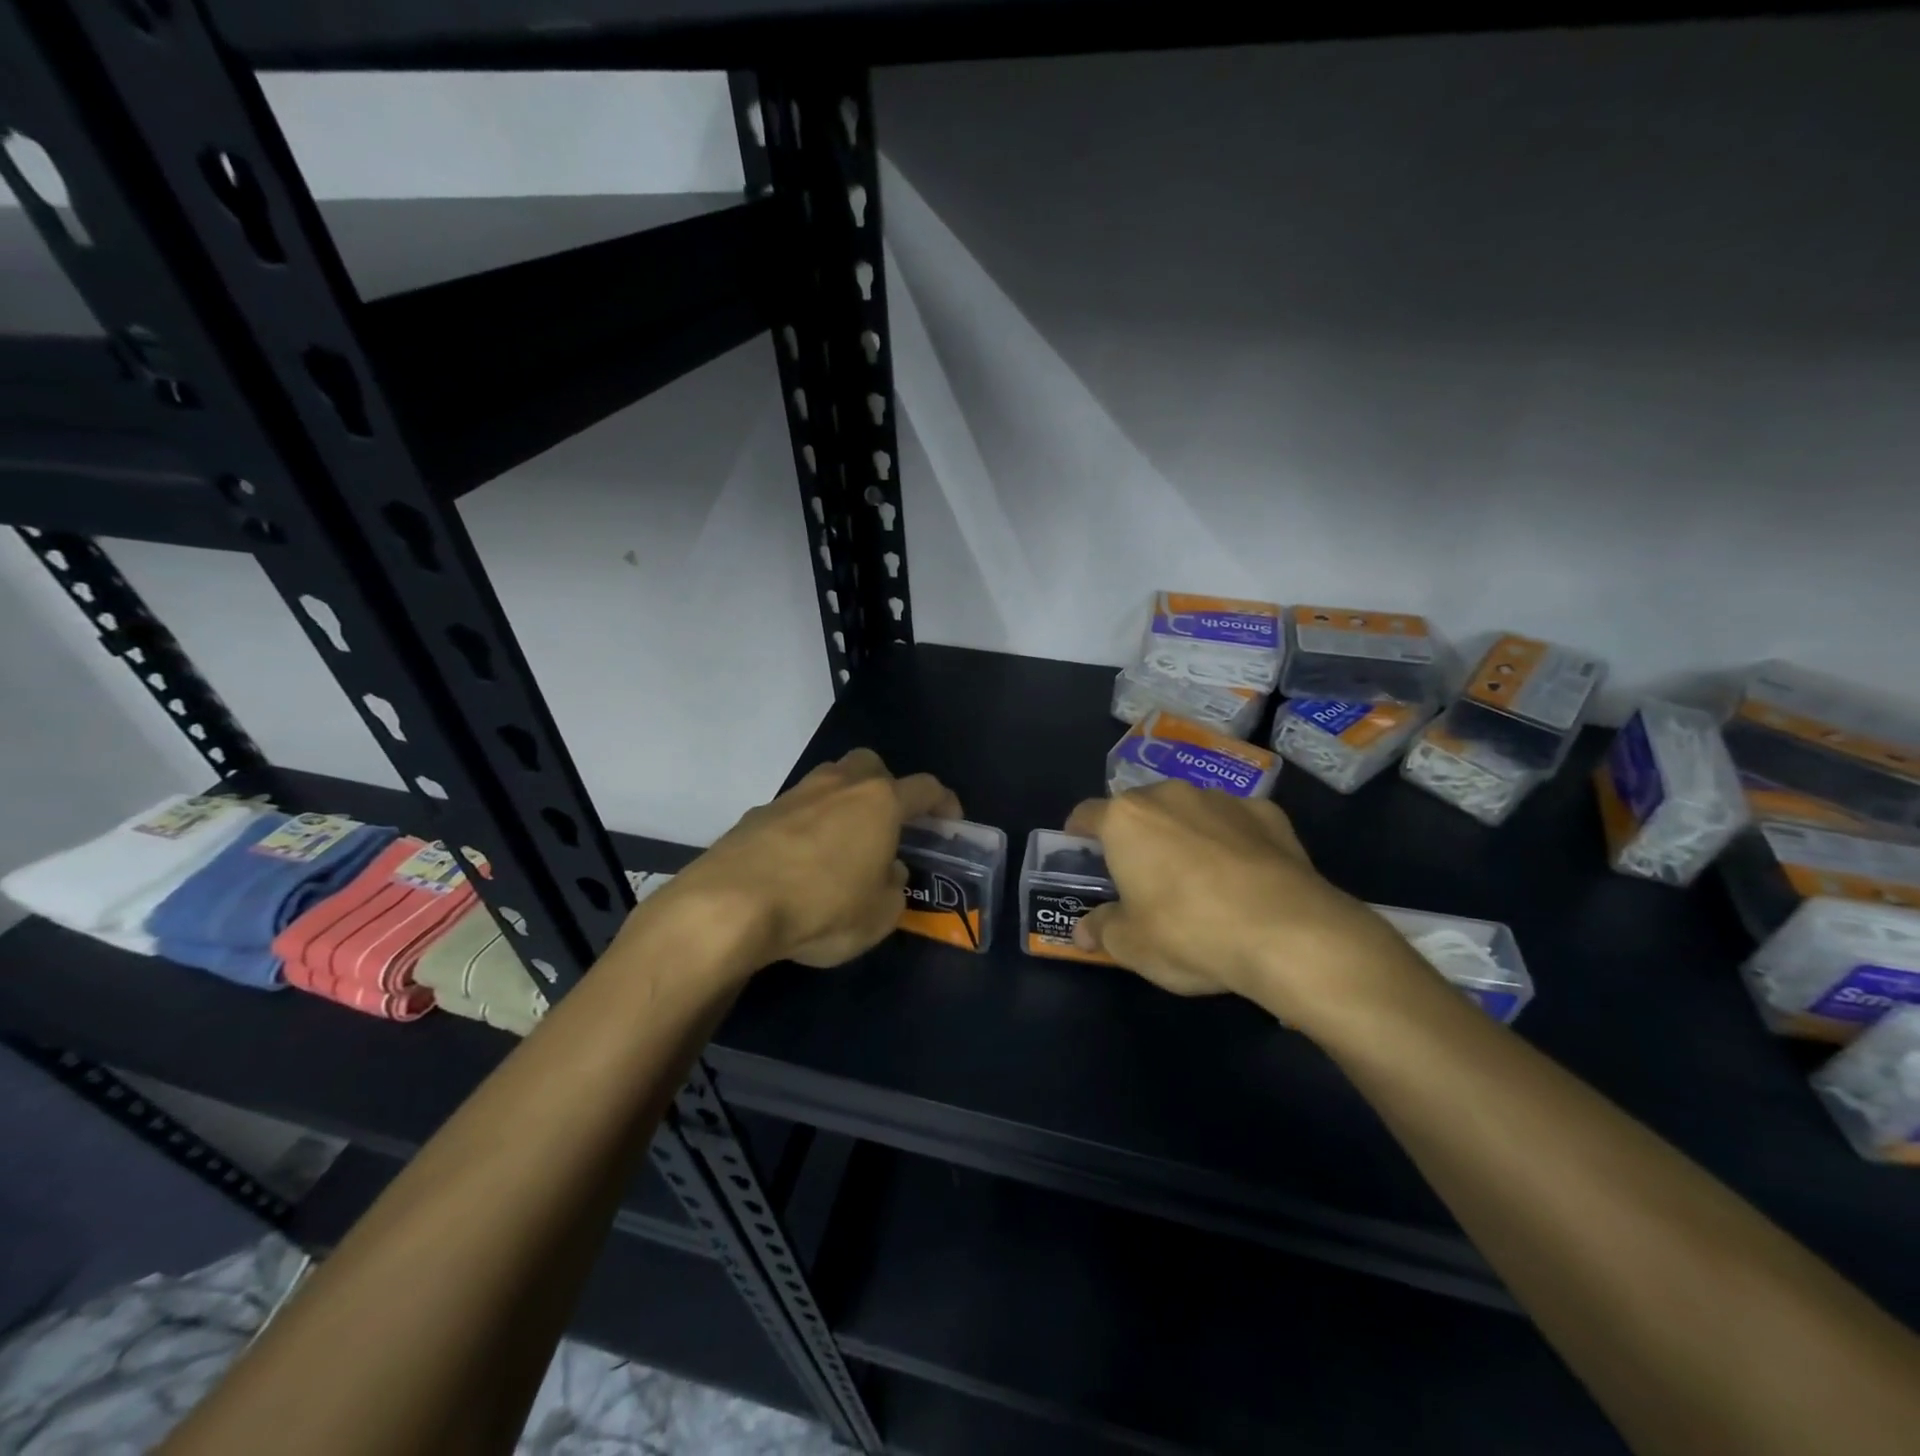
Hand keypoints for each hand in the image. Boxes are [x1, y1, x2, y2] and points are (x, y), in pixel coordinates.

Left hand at [652, 748, 960, 971]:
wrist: (729, 906)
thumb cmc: (821, 907)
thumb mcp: (878, 916)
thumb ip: (893, 888)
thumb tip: (888, 872)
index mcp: (879, 803)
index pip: (925, 788)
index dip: (944, 802)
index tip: (950, 821)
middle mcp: (838, 787)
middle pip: (870, 765)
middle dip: (886, 786)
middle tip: (888, 822)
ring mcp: (793, 795)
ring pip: (828, 782)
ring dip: (842, 802)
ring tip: (842, 843)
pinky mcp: (756, 814)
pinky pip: (794, 810)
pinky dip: (805, 826)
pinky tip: (798, 862)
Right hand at [1064, 783, 1422, 1019]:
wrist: (1288, 933)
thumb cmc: (1189, 932)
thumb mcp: (1132, 945)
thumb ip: (1101, 930)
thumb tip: (1082, 932)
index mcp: (1126, 819)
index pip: (1086, 814)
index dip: (1078, 834)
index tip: (1081, 854)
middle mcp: (1170, 795)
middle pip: (1139, 808)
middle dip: (1135, 834)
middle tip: (1141, 875)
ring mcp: (1222, 799)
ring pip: (1188, 810)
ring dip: (1183, 833)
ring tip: (1197, 877)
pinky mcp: (1268, 813)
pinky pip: (1235, 822)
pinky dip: (1231, 840)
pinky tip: (1243, 877)